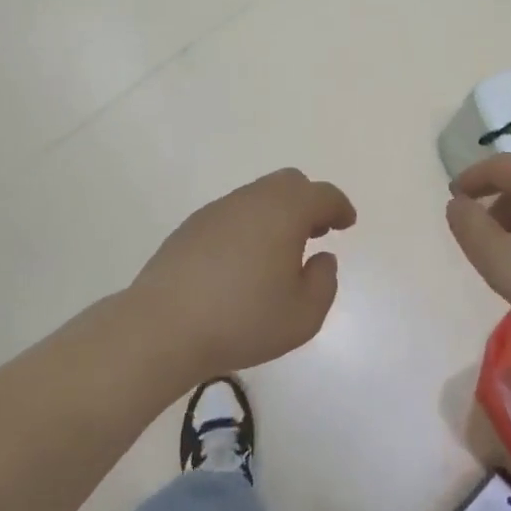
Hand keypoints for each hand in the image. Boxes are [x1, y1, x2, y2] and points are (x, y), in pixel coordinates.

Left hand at [131, 168, 356, 377]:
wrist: (163, 327)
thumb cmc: (242, 320)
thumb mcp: (303, 315)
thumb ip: (323, 282)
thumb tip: (320, 258)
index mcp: (283, 212)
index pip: (321, 195)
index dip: (339, 206)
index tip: (346, 223)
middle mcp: (250, 200)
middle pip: (289, 183)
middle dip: (309, 202)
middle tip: (316, 232)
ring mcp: (216, 211)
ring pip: (258, 196)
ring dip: (278, 213)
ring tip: (281, 250)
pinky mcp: (190, 227)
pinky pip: (232, 213)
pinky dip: (250, 225)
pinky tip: (244, 261)